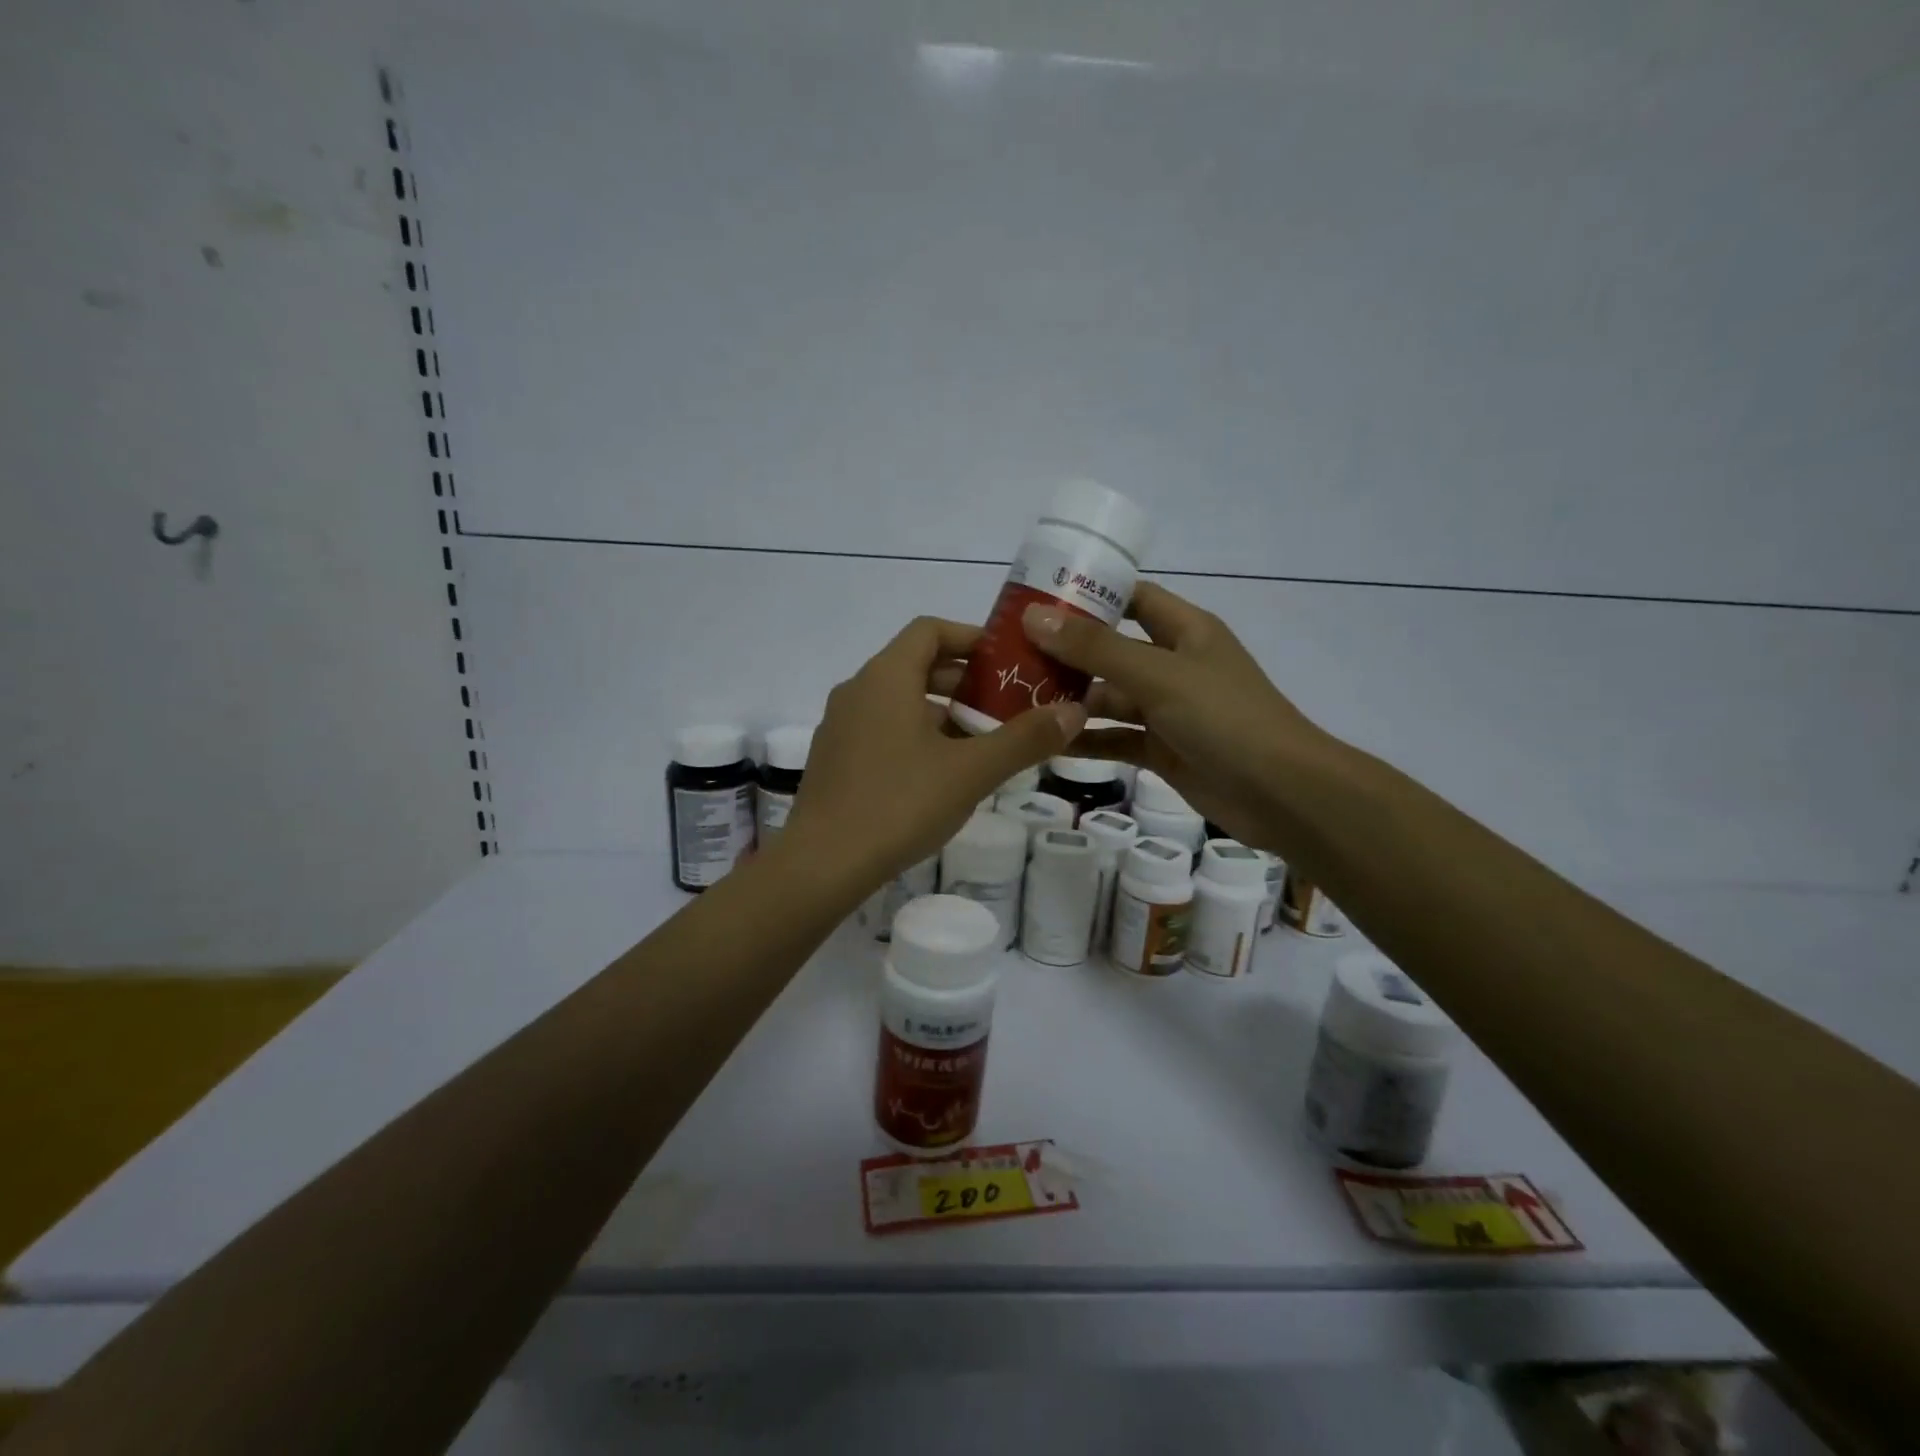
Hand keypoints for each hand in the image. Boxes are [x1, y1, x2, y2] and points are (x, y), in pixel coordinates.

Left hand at [781, 617, 1086, 890]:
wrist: (822, 864)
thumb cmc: (899, 804)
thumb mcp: (971, 771)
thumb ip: (1025, 739)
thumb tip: (1075, 712)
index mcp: (886, 677)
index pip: (930, 630)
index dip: (972, 637)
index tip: (1008, 661)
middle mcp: (857, 690)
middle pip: (916, 664)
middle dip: (965, 680)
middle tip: (1006, 704)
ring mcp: (840, 726)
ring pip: (899, 701)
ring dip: (942, 711)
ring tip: (982, 740)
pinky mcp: (834, 759)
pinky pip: (882, 729)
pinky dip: (916, 734)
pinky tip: (942, 773)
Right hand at [1022, 582, 1332, 851]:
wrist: (1281, 794)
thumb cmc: (1225, 718)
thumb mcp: (1158, 675)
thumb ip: (1096, 649)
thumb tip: (1034, 616)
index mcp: (1185, 630)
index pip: (1132, 598)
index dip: (1089, 594)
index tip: (1037, 599)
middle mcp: (1174, 664)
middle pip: (1111, 649)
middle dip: (1067, 652)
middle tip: (1012, 654)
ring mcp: (1168, 709)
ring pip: (1110, 697)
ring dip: (1071, 699)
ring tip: (1016, 699)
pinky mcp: (1162, 749)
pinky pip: (1116, 738)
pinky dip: (1086, 739)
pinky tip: (1046, 742)